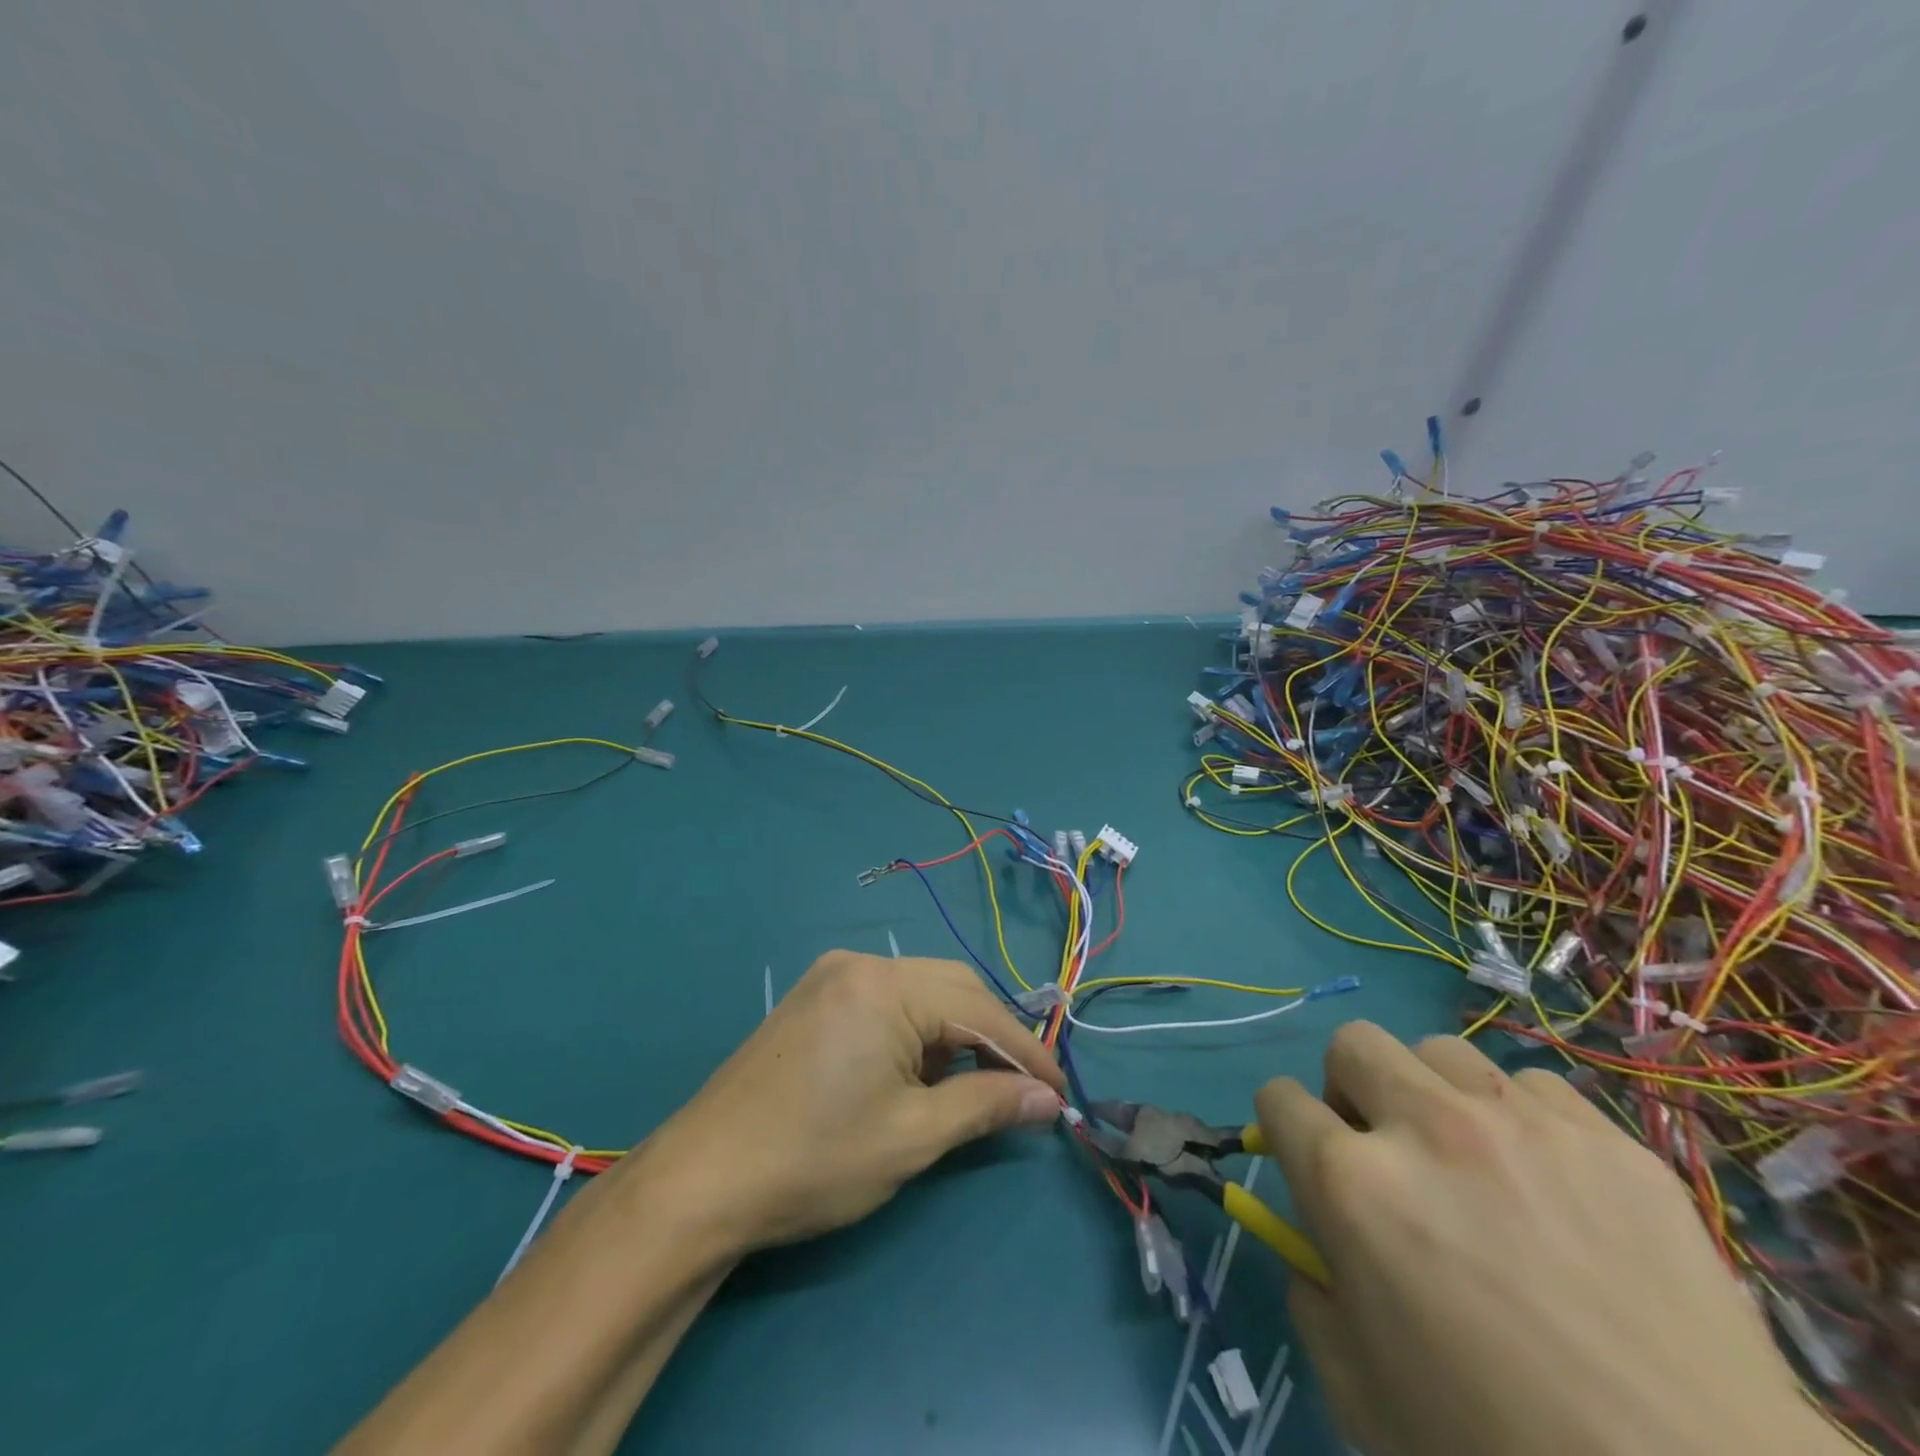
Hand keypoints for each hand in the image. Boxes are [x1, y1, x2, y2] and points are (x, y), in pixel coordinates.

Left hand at [626, 951, 1062, 1253]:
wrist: (701, 1181)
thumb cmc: (814, 1159)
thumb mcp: (912, 1137)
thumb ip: (986, 1106)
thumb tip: (1047, 1099)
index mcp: (885, 985)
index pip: (979, 1009)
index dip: (1026, 1051)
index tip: (1061, 1091)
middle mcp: (860, 964)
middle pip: (951, 988)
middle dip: (991, 1037)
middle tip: (1021, 1089)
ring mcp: (831, 976)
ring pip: (919, 993)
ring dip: (953, 1035)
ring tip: (970, 1090)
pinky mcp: (814, 998)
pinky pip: (886, 1002)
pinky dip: (916, 1034)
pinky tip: (918, 1075)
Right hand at [1255, 1022, 1843, 1455]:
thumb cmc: (1501, 1450)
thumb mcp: (1359, 1390)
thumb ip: (1312, 1294)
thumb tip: (1316, 1244)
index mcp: (1353, 1185)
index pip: (1278, 1099)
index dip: (1284, 1128)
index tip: (1307, 1158)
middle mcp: (1426, 1129)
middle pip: (1353, 1044)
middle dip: (1350, 1088)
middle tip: (1385, 1148)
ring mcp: (1522, 1124)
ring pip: (1440, 1051)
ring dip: (1434, 1094)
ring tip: (1473, 1160)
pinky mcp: (1610, 1140)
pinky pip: (1535, 1088)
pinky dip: (1522, 1121)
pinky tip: (1553, 1184)